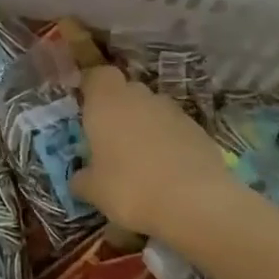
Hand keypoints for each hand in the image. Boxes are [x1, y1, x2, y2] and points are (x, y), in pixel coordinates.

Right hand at [72, 67, 248, 240]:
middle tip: (111, 139)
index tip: (86, 107)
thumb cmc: (130, 188)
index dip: (92, 88)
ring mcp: (174, 112)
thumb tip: (79, 178)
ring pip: (153, 109)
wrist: (195, 203)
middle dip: (119, 108)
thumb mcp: (94, 190)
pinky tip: (168, 171)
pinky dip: (170, 142)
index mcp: (107, 102)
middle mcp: (140, 97)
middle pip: (127, 91)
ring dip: (146, 125)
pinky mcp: (200, 131)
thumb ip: (82, 179)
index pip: (98, 76)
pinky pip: (176, 129)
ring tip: (142, 159)